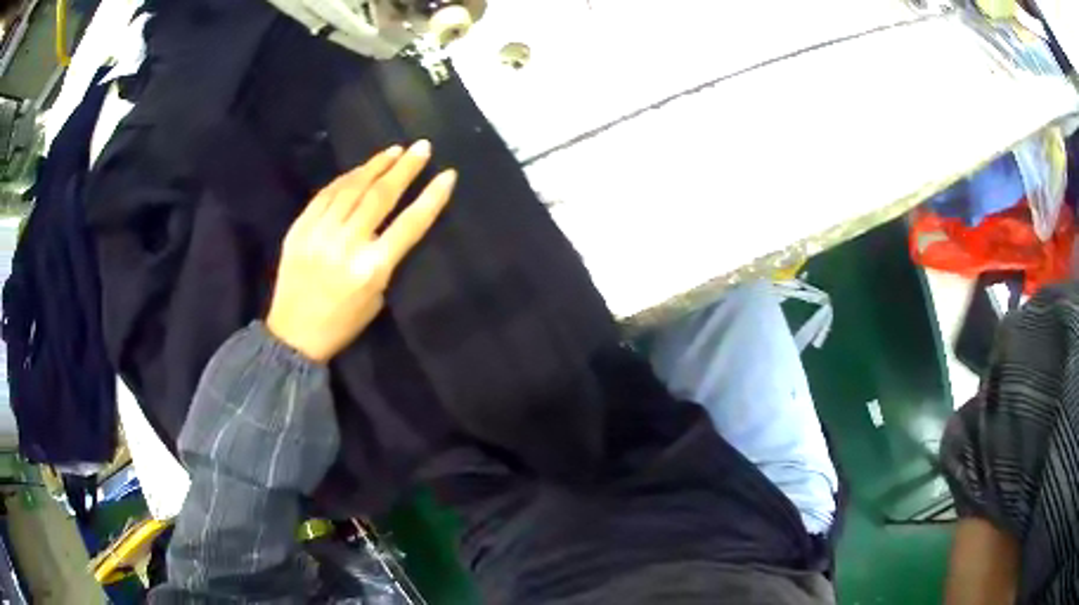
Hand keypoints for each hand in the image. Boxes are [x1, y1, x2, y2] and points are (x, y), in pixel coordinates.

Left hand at [266, 141, 455, 362]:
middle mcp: (346, 245)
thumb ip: (385, 258)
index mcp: (372, 269)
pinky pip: (325, 195)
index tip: (447, 174)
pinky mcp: (299, 229)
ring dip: (375, 166)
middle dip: (405, 168)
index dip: (431, 197)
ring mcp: (319, 234)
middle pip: (381, 196)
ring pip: (352, 188)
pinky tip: (359, 170)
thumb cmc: (342, 323)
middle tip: (422, 147)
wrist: (293, 334)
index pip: (410, 224)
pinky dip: (345, 179)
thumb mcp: (377, 297)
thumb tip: (391, 222)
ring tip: (393, 151)